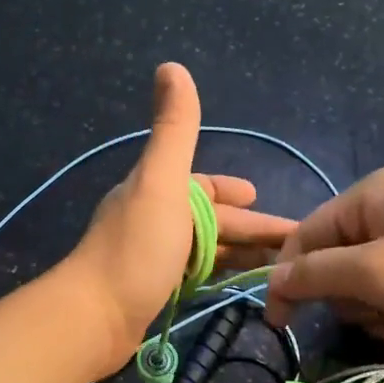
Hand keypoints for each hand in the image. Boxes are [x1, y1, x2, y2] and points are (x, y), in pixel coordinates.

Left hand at [63, 64, 295, 375]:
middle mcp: (151, 219)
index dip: (232, 190)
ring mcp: (149, 258)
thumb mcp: (161, 182)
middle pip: (209, 220)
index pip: (202, 185)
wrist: (93, 317)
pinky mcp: (150, 292)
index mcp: (156, 191)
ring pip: (203, 249)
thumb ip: (174, 129)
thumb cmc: (136, 249)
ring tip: (275, 267)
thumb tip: (171, 66)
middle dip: (248, 227)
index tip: (261, 197)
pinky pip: (193, 275)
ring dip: (237, 252)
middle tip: (290, 244)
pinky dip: (216, 275)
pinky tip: (232, 285)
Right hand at [261, 168, 383, 350]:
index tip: (279, 323)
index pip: (306, 236)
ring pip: (368, 283)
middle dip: (350, 302)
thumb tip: (274, 280)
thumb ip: (319, 275)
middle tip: (374, 323)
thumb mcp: (377, 273)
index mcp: (369, 197)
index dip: (289, 279)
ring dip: (377, 316)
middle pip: (338, 262)